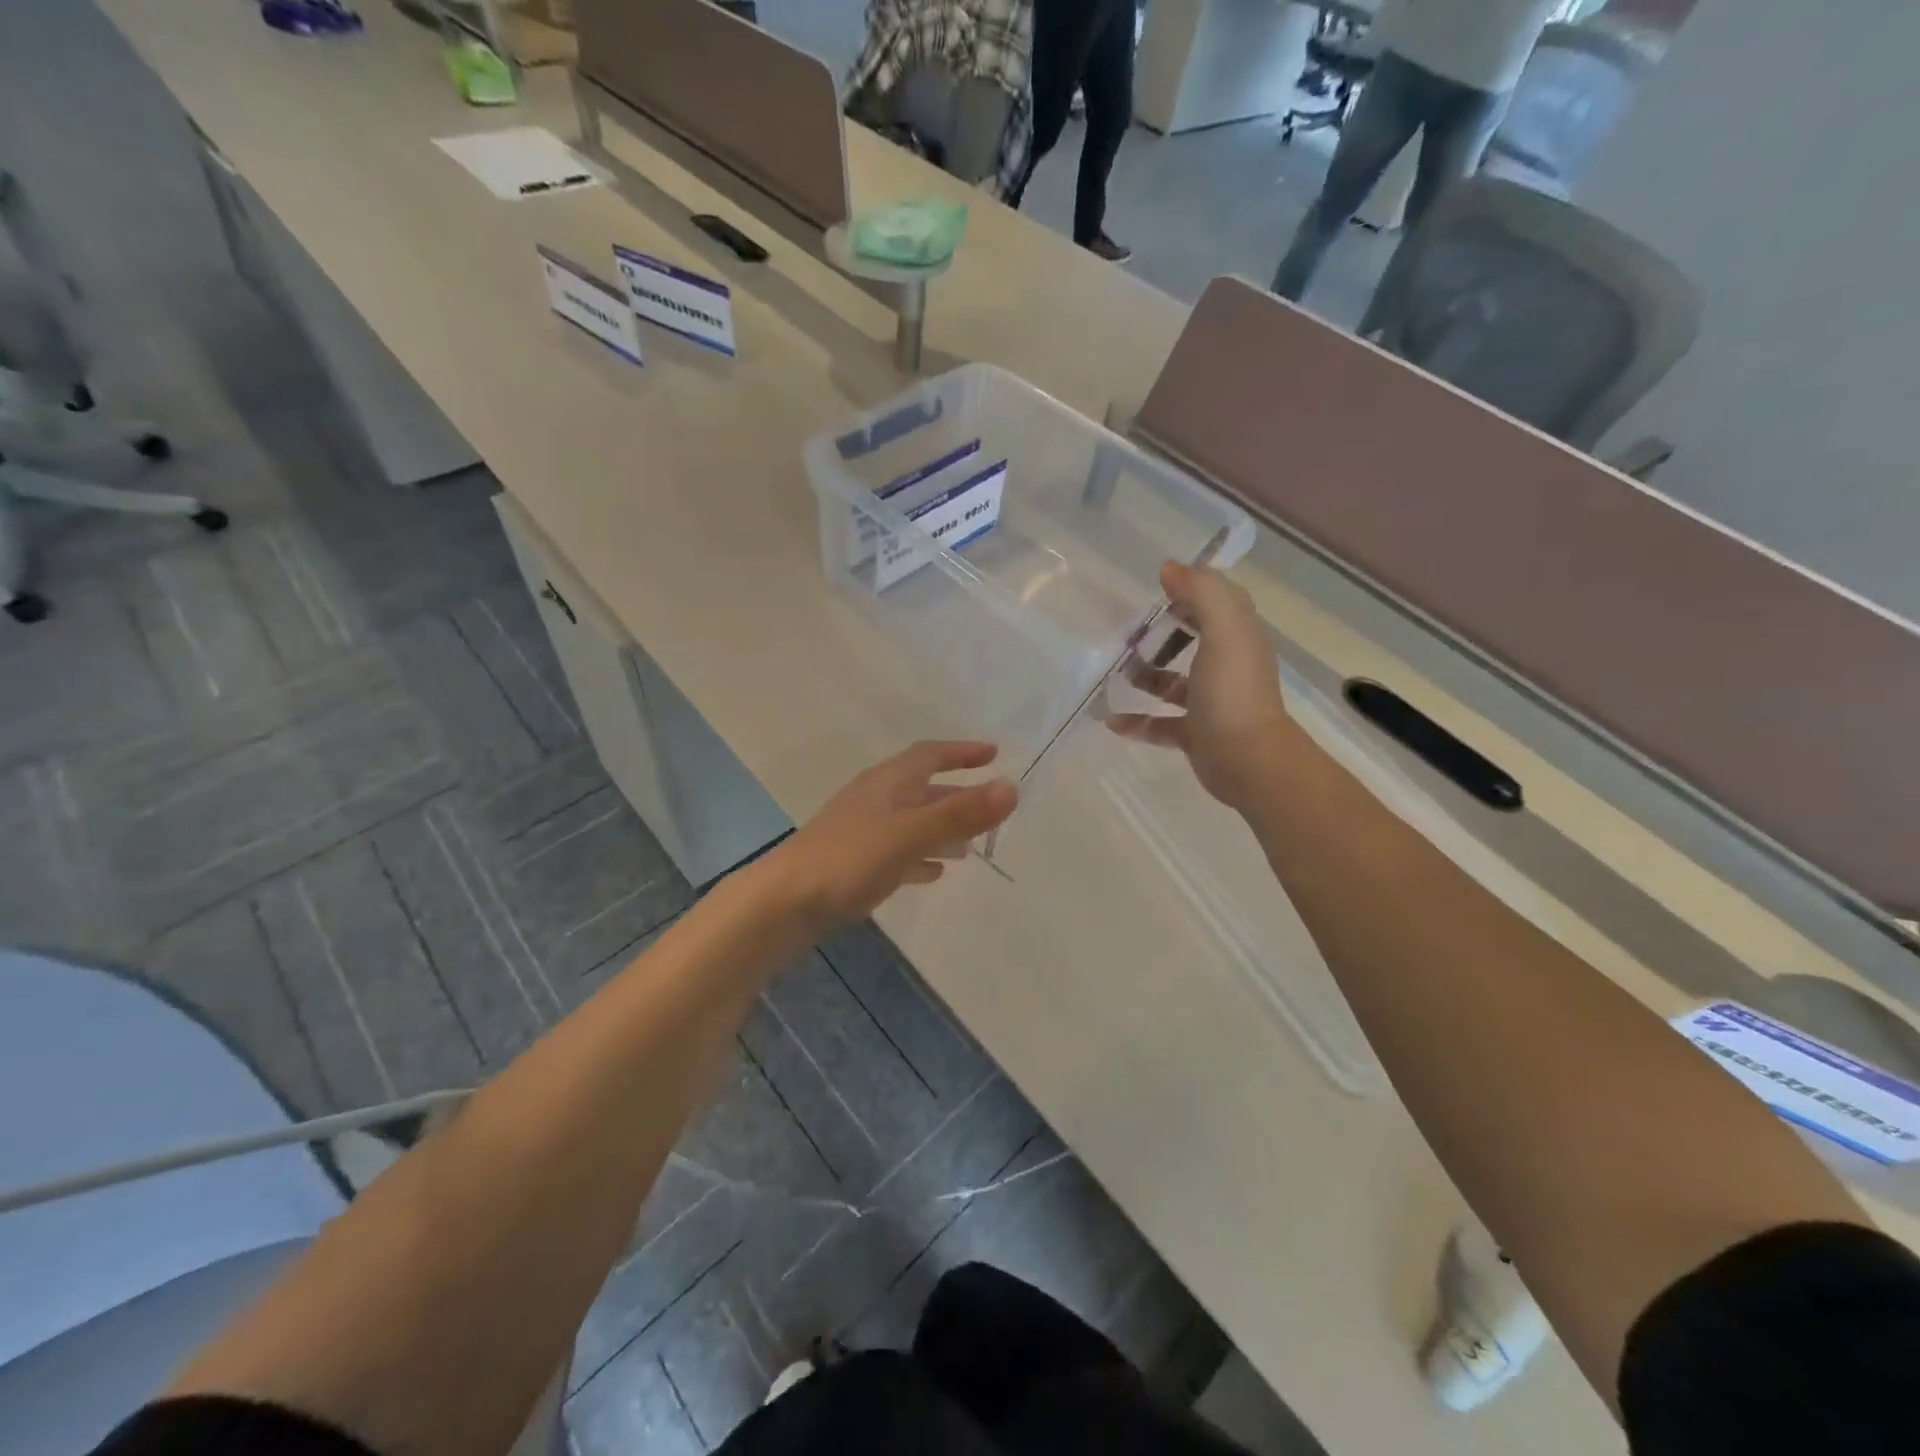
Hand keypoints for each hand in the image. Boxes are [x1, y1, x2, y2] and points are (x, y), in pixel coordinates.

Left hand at [764, 741, 1017, 934]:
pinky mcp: (855, 861)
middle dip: (958, 795)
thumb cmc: (850, 858)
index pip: (931, 754)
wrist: (786, 900)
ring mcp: (863, 829)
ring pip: (912, 820)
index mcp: (889, 782)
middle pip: (924, 788)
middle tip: (991, 807)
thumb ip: (960, 813)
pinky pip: (898, 850)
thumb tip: (1012, 787)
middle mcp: (877, 799)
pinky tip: (933, 872)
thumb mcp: (911, 833)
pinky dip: (921, 855)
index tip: (993, 753)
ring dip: (942, 828)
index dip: (962, 752)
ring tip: (971, 847)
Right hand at [1107, 563, 1293, 809]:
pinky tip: (1111, 720)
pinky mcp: (1195, 735)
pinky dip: (1137, 721)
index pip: (1219, 604)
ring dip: (1146, 677)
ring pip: (1173, 684)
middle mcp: (1226, 667)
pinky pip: (1160, 724)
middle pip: (1195, 640)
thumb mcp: (1224, 630)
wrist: (1248, 761)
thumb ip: (1202, 593)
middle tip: (1128, 630)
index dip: (1193, 591)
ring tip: (1114, 672)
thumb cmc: (1234, 691)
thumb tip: (1170, 569)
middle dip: (1164, 633)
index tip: (1158, 588)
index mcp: (1238, 639)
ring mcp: (1210, 704)